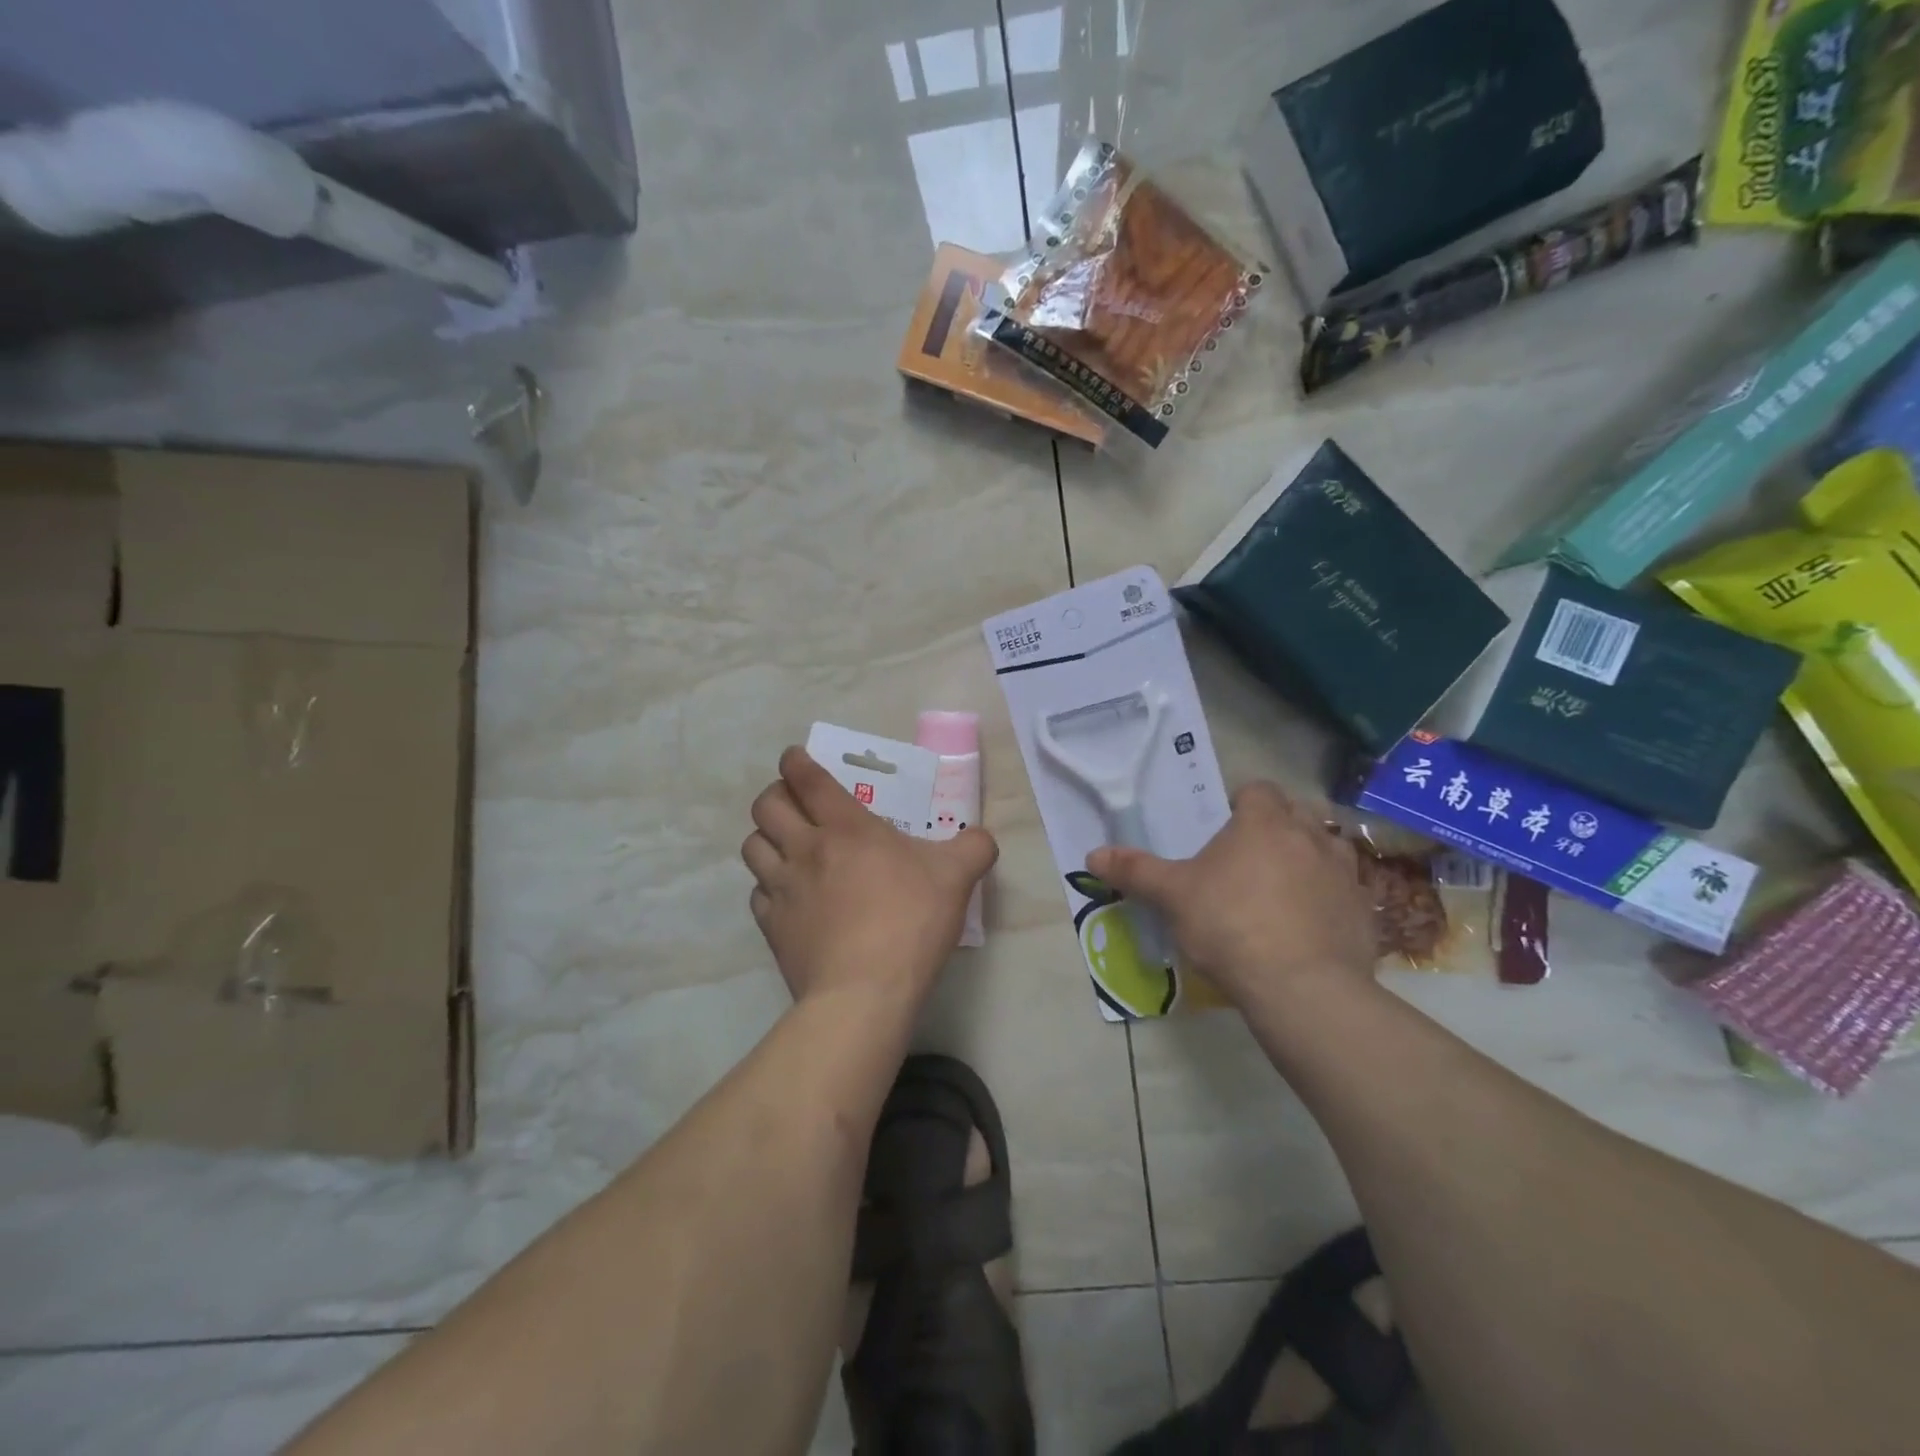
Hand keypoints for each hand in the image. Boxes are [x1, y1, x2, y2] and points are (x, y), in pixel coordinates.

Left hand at [744, 746, 997, 1005]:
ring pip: (753, 846)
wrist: (865, 992)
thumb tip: (981, 837)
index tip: (795, 758)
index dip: (796, 762)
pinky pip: (757, 894)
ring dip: (766, 837)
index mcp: (846, 828)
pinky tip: (787, 895)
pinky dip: (767, 886)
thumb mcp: (957, 877)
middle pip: (767, 806)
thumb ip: (974, 847)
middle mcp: (805, 849)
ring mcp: (783, 889)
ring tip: (785, 845)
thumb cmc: (910, 922)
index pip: (807, 779)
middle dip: (775, 794)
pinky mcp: (772, 927)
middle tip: (794, 802)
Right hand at [1087, 782, 1374, 1011]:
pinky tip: (1308, 925)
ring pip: (1328, 849)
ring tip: (1283, 887)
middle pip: (1297, 813)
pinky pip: (1346, 891)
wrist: (1302, 988)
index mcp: (1264, 822)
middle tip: (1249, 855)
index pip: (1258, 789)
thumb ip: (1135, 871)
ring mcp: (1344, 873)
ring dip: (1308, 858)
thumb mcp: (1172, 897)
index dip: (1241, 802)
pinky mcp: (1365, 911)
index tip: (1224, 826)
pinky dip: (1328, 898)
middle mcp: (1311, 836)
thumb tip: (1093, 854)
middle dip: (1276, 825)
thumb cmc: (1230, 925)